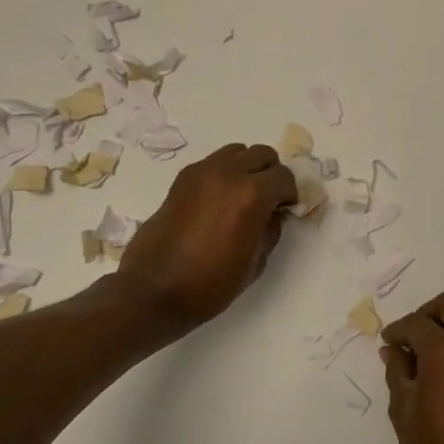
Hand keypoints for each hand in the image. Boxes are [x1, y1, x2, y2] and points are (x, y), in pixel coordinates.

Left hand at [116, 143, 297, 331]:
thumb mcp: (256, 263)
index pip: (284, 177)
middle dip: (271, 174)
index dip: (289, 194)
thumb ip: (271, 230)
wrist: (154, 290)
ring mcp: (202, 172)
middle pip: (262, 154)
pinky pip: (213, 163)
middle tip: (268, 200)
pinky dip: (223, 173)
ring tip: (242, 195)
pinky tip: (218, 201)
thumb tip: (273, 214)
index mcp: (252, 194)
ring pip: (237, 152)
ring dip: (246, 168)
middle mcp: (229, 173)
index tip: (285, 210)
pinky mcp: (182, 179)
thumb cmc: (211, 284)